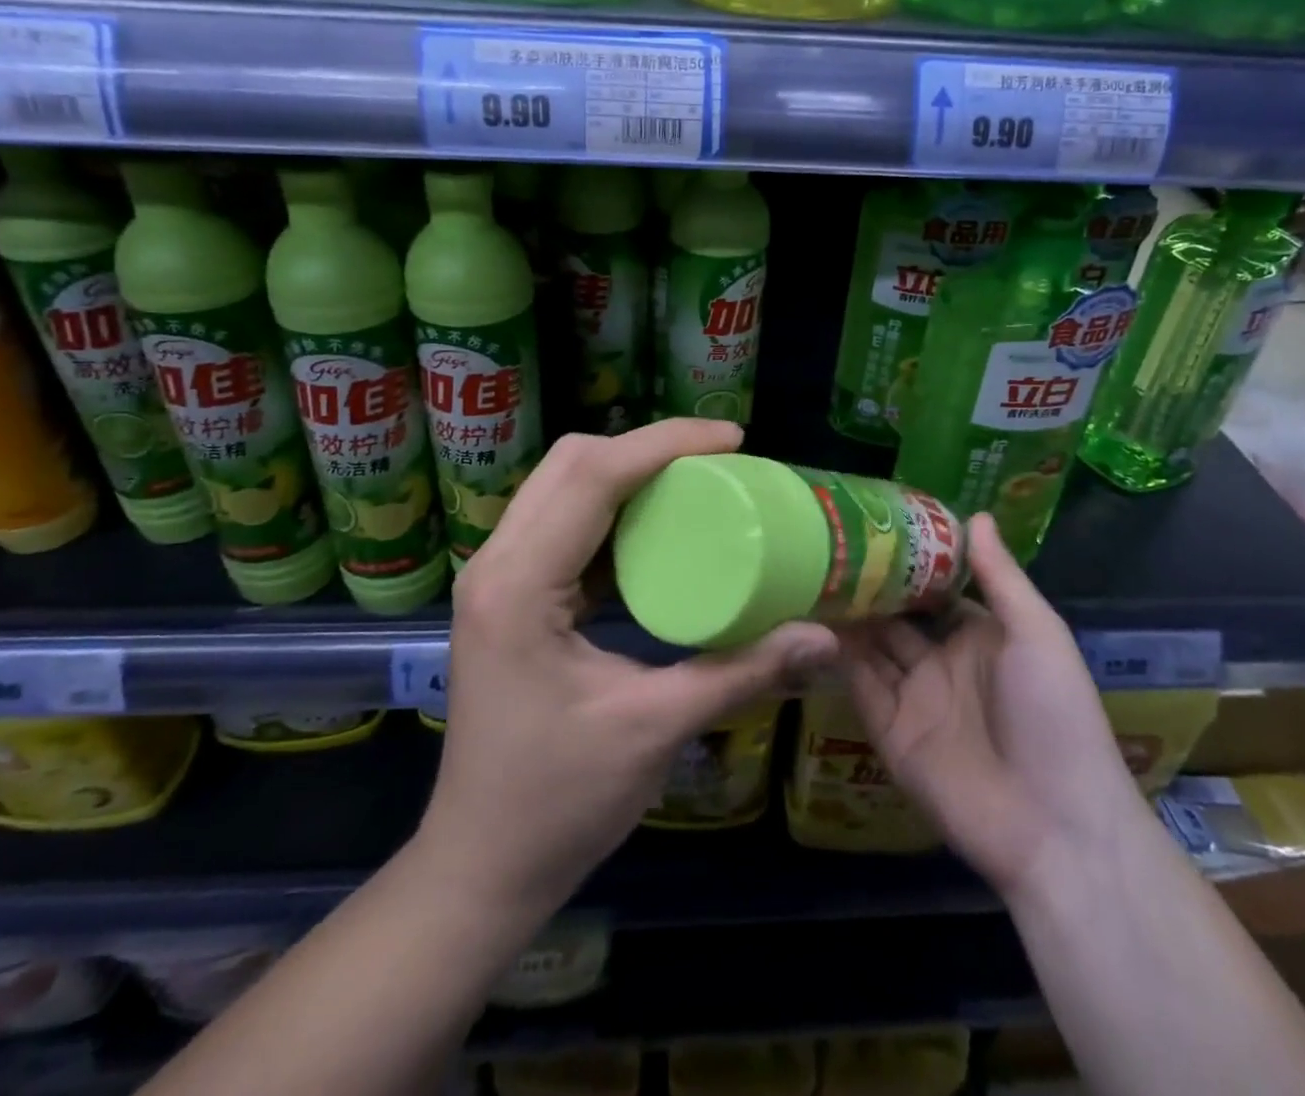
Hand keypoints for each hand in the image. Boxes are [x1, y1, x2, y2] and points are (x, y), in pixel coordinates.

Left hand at [416, 420, 838, 916]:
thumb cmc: (558, 802)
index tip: (733, 439)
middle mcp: (497, 563)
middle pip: (571, 464)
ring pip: (563, 486)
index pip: (591, 476)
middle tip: (720, 461)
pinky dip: (613, 509)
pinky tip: (659, 529)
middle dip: (646, 448)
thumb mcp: (654, 730)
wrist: (481, 866)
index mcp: (518, 584)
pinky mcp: (512, 595)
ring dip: (629, 472)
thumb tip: (824, 637)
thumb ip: (740, 674)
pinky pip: (563, 523)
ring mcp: (498, 577)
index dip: (663, 444)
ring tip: (698, 483)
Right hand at [840, 514, 1142, 895]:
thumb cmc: (1054, 715)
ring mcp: (913, 697)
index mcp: (979, 636)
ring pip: (870, 645)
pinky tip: (807, 620)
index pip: (934, 589)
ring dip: (845, 615)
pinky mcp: (889, 730)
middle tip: (826, 543)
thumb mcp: (1037, 634)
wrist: (1054, 824)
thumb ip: (1001, 576)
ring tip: (808, 570)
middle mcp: (942, 661)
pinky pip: (857, 685)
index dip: (907, 560)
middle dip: (867, 584)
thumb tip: (976, 512)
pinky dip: (835, 657)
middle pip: (896, 615)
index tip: (871, 524)